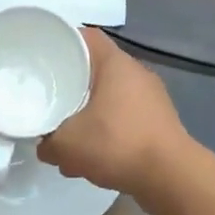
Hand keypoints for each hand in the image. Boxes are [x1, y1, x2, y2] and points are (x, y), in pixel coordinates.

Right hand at [38, 29, 189, 199]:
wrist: (171, 178)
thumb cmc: (117, 144)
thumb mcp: (67, 145)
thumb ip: (47, 142)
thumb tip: (43, 145)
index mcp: (116, 64)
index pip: (87, 36)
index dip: (64, 41)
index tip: (44, 55)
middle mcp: (137, 73)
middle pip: (98, 67)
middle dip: (73, 82)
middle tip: (50, 94)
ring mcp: (153, 98)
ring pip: (111, 95)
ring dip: (90, 111)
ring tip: (70, 132)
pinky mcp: (160, 122)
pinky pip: (126, 116)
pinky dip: (108, 129)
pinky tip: (95, 154)